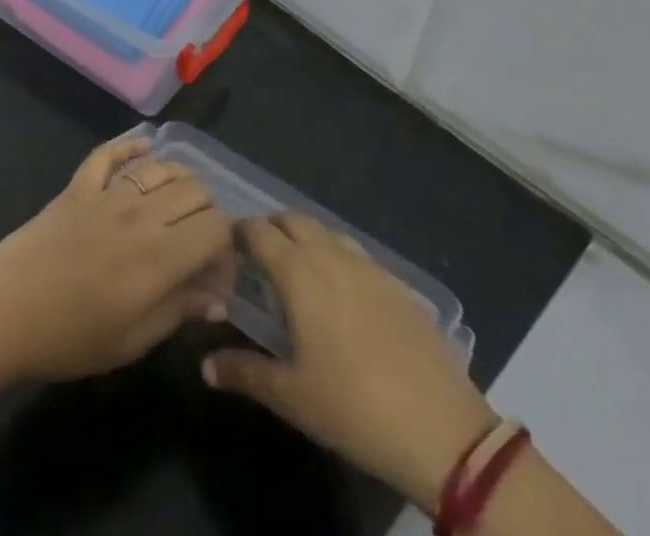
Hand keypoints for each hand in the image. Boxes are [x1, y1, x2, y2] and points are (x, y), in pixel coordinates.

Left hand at [0, 138, 233, 381]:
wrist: (4, 309)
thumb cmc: (69, 337)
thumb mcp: (132, 341)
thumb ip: (179, 311)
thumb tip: (218, 296)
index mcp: (160, 255)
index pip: (216, 227)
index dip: (226, 247)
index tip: (216, 271)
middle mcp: (140, 212)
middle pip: (196, 190)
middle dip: (208, 213)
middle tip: (197, 243)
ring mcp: (107, 191)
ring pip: (161, 166)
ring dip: (179, 181)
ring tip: (177, 207)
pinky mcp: (79, 183)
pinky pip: (110, 152)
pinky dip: (130, 146)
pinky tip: (144, 148)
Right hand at [202, 214, 494, 505]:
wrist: (442, 429)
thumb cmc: (353, 407)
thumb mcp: (291, 397)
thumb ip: (244, 373)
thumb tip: (206, 366)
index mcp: (298, 272)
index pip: (259, 231)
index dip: (239, 233)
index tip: (227, 249)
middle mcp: (331, 255)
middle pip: (293, 219)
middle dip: (272, 228)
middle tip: (259, 257)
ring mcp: (369, 267)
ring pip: (327, 232)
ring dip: (306, 239)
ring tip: (299, 272)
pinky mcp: (398, 285)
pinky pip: (357, 255)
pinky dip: (338, 259)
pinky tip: (343, 295)